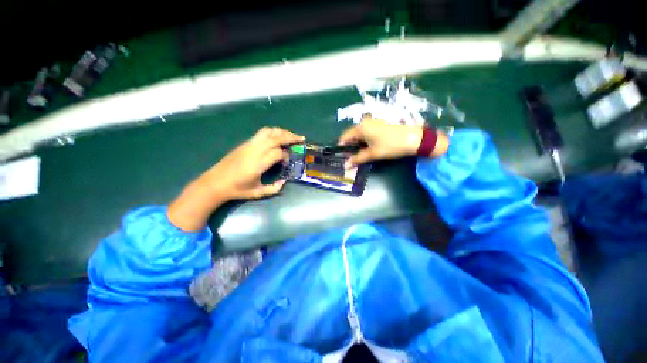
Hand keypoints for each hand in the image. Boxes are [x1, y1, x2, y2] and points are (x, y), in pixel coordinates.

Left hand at [203, 127, 304, 199]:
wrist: (215, 182)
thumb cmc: (237, 189)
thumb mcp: (258, 193)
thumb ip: (274, 188)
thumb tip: (284, 181)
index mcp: (258, 164)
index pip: (278, 153)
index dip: (286, 156)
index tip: (288, 162)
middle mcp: (255, 150)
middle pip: (275, 137)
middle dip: (290, 137)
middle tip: (301, 139)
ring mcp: (249, 145)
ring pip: (268, 132)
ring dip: (281, 132)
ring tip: (290, 136)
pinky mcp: (245, 143)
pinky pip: (261, 133)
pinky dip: (272, 132)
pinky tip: (277, 137)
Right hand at [338, 116, 448, 167]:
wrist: (415, 138)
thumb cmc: (391, 145)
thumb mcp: (373, 154)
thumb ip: (358, 159)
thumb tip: (346, 165)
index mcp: (361, 127)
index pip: (344, 137)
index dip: (342, 148)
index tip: (342, 157)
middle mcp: (365, 122)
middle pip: (352, 135)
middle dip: (350, 147)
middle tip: (351, 159)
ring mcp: (373, 122)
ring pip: (360, 134)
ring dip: (358, 145)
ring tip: (360, 155)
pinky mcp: (379, 124)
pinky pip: (367, 133)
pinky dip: (365, 141)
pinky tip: (369, 148)